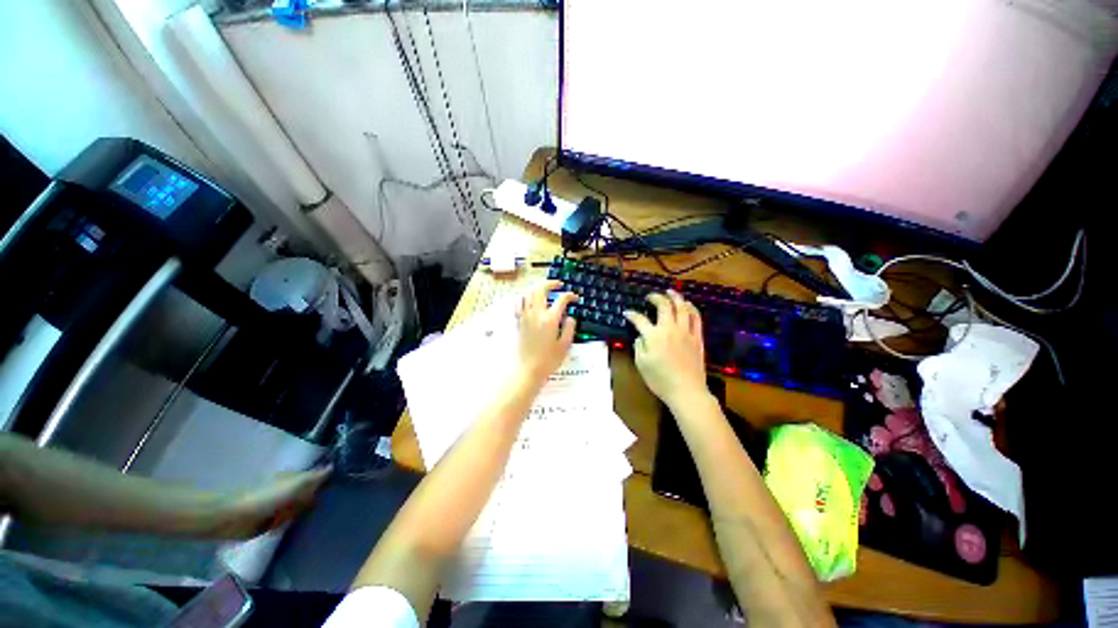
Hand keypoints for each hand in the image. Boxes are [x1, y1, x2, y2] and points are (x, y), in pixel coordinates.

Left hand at [201, 468, 330, 538]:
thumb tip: (334, 466)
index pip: (318, 477)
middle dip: (318, 499)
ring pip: (302, 508)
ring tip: (316, 519)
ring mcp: (281, 506)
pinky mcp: (273, 521)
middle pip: (312, 493)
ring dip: (306, 513)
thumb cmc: (267, 498)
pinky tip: (300, 527)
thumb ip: (315, 478)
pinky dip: (294, 524)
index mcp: (296, 477)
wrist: (235, 519)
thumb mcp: (296, 485)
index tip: (342, 487)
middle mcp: (290, 489)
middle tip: (331, 506)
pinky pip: (290, 522)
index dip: (329, 481)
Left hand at [516, 280, 577, 385]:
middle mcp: (536, 314)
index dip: (569, 295)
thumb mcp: (565, 345)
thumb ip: (569, 328)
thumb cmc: (548, 360)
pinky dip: (526, 298)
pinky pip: (520, 303)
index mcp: (550, 319)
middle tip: (558, 284)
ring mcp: (525, 317)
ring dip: (537, 288)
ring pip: (528, 294)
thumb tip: (570, 317)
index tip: (575, 298)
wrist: (527, 369)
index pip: (561, 299)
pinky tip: (530, 301)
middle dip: (550, 283)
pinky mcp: (519, 322)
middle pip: (540, 290)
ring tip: (545, 290)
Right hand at [624, 290, 709, 409]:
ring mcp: (686, 332)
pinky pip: (696, 318)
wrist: (686, 391)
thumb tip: (641, 336)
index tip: (627, 313)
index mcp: (653, 336)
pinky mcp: (697, 338)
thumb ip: (639, 346)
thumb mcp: (641, 364)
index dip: (632, 314)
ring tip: (670, 292)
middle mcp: (670, 329)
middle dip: (656, 297)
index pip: (640, 319)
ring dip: (675, 297)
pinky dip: (691, 308)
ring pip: (682, 308)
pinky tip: (688, 305)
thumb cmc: (660, 380)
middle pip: (664, 306)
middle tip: (650, 296)